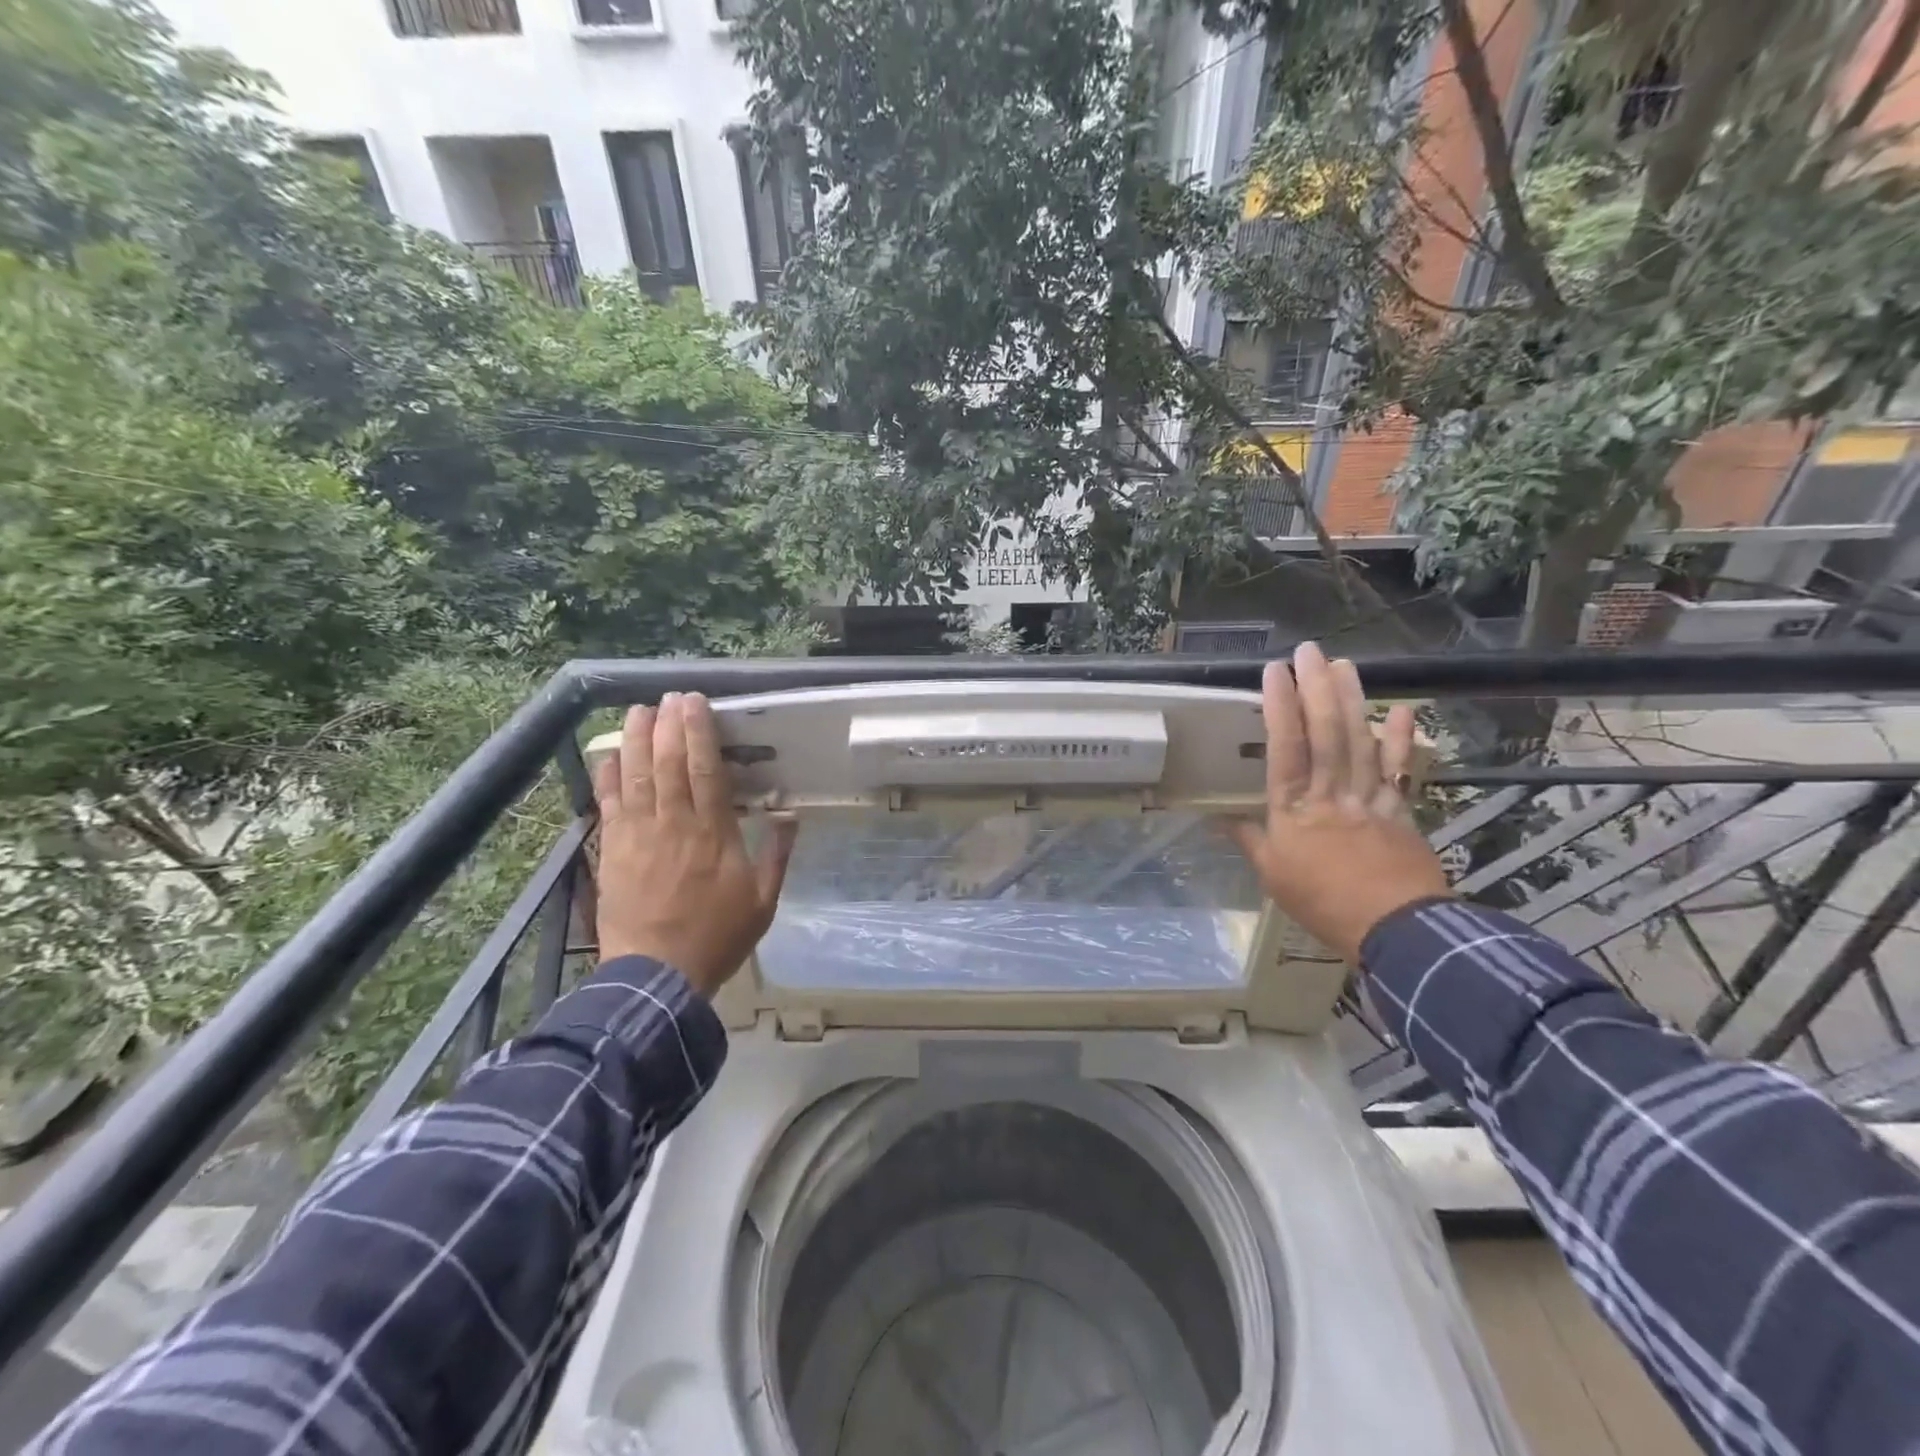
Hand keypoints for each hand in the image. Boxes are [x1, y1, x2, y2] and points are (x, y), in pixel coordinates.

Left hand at [592, 692, 797, 997]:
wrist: (656, 975)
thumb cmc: (717, 937)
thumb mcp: (763, 901)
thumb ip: (778, 855)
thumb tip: (790, 815)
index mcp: (714, 832)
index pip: (706, 768)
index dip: (700, 731)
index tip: (696, 703)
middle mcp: (674, 823)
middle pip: (668, 762)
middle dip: (668, 724)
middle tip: (670, 697)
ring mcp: (638, 835)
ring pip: (635, 775)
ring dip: (635, 738)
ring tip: (638, 710)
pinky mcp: (612, 850)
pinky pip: (609, 803)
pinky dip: (608, 775)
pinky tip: (609, 754)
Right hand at [1225, 642, 1450, 964]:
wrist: (1394, 930)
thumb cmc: (1322, 902)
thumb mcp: (1272, 875)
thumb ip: (1248, 840)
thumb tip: (1216, 819)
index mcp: (1293, 809)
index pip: (1285, 748)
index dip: (1279, 707)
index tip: (1274, 672)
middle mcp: (1330, 793)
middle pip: (1325, 732)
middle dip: (1316, 688)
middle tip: (1310, 651)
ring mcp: (1369, 797)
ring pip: (1359, 740)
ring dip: (1352, 699)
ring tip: (1344, 665)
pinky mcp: (1400, 808)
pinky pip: (1399, 768)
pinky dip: (1402, 738)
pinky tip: (1402, 709)